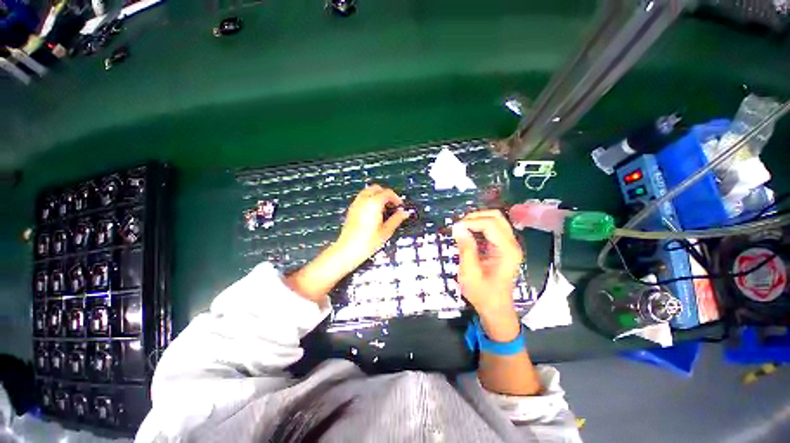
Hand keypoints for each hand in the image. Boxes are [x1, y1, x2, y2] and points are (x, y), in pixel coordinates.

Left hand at [334, 184, 410, 271]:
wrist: (348, 250)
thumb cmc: (368, 242)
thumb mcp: (386, 231)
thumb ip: (396, 219)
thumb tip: (405, 213)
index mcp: (374, 203)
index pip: (387, 193)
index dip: (396, 198)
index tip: (400, 206)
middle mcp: (364, 200)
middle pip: (376, 188)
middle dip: (385, 194)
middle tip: (392, 205)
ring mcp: (356, 204)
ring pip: (368, 192)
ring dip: (377, 196)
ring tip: (383, 210)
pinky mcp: (351, 209)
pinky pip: (362, 198)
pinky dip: (369, 200)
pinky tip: (373, 213)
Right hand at [452, 210, 523, 328]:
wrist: (496, 308)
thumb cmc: (483, 294)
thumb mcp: (470, 273)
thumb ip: (466, 249)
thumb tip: (459, 228)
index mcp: (507, 251)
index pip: (490, 224)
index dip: (471, 222)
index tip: (455, 229)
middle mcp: (512, 244)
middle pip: (496, 217)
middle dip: (475, 217)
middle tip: (459, 226)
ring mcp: (510, 245)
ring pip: (496, 220)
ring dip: (477, 220)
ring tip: (462, 228)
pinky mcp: (504, 247)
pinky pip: (493, 228)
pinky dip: (480, 226)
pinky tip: (469, 233)